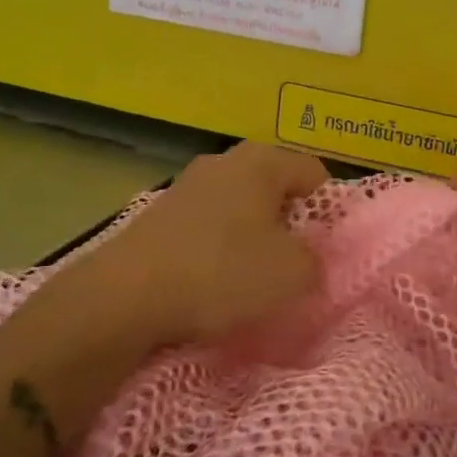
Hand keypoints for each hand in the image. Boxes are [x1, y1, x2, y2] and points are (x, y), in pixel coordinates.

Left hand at [96, 142, 328, 345]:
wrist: (126, 295)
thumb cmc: (221, 272)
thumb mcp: (291, 274)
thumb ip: (316, 261)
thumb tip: (308, 258)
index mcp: (261, 161)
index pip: (314, 172)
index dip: (329, 209)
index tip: (327, 248)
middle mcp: (223, 161)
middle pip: (274, 188)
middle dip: (289, 224)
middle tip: (293, 263)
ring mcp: (186, 186)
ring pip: (239, 208)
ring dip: (251, 237)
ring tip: (252, 278)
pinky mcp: (160, 215)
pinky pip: (206, 227)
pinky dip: (217, 249)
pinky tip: (213, 282)